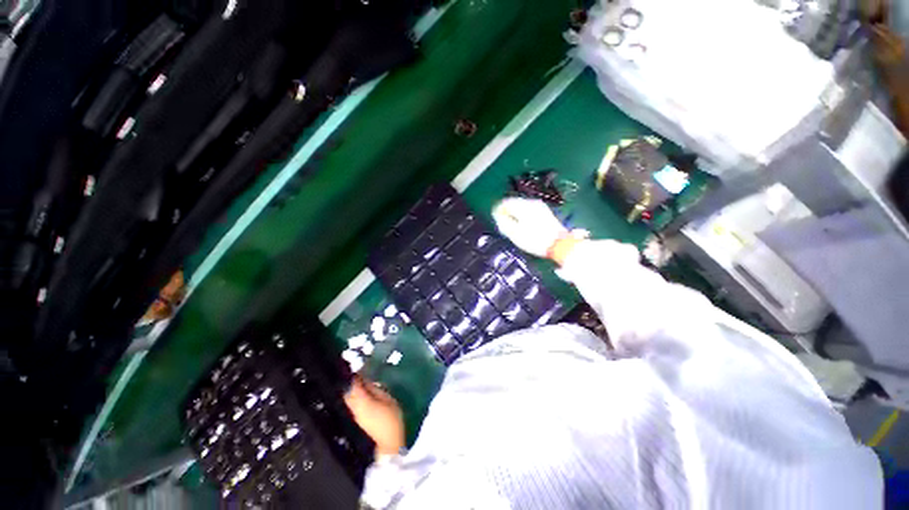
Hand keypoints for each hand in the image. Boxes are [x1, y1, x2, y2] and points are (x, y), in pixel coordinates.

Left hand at [344, 376, 404, 457]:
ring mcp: (356, 416)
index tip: (358, 369)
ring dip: (353, 391)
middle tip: (359, 375)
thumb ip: (376, 390)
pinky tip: (364, 395)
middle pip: (348, 394)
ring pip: (349, 400)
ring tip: (362, 384)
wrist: (390, 443)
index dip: (355, 377)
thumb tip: (367, 382)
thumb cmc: (392, 419)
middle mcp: (355, 408)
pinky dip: (356, 398)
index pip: (354, 386)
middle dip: (351, 384)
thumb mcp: (388, 400)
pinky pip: (353, 405)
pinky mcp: (359, 420)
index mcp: (363, 402)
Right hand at [492, 198, 568, 257]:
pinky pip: (528, 209)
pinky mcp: (544, 212)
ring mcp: (539, 206)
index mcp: (523, 206)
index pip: (505, 202)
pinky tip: (522, 224)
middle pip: (513, 202)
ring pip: (521, 206)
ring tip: (511, 224)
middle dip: (506, 211)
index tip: (495, 219)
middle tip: (502, 222)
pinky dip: (522, 215)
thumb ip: (504, 222)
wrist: (559, 245)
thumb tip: (497, 214)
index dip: (497, 210)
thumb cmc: (534, 240)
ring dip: (514, 213)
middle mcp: (531, 202)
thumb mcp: (514, 233)